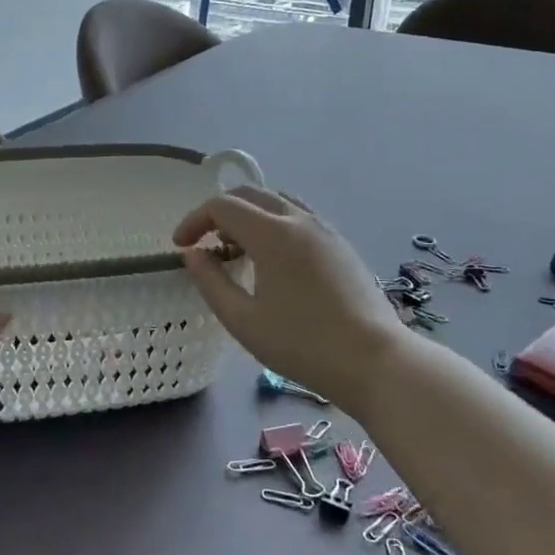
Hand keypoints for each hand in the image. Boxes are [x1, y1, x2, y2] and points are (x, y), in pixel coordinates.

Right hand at [172, 187, 408, 408]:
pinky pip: (299, 217)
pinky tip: (272, 261)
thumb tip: (192, 254)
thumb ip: (211, 282)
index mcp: (273, 233)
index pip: (223, 206)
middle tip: (204, 242)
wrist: (373, 360)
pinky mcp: (341, 244)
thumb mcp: (243, 320)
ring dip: (249, 215)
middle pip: (250, 194)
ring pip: (277, 201)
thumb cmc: (301, 344)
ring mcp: (325, 229)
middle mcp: (299, 219)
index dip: (194, 220)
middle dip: (219, 212)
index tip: (180, 246)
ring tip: (237, 250)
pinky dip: (274, 224)